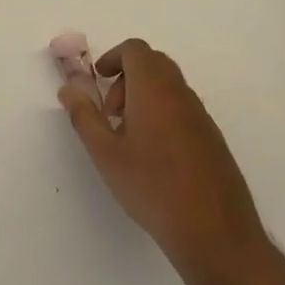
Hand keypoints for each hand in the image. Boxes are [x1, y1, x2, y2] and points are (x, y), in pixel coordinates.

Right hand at [58, 39, 267, 277]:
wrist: (215, 234)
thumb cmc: (152, 188)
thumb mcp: (105, 154)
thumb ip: (84, 116)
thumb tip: (69, 89)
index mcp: (154, 90)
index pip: (135, 50)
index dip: (113, 57)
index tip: (98, 81)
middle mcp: (181, 95)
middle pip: (154, 63)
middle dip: (127, 76)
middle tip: (111, 111)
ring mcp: (202, 117)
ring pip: (169, 87)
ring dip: (144, 96)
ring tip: (128, 137)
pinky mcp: (213, 140)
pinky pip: (183, 109)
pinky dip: (163, 114)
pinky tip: (154, 156)